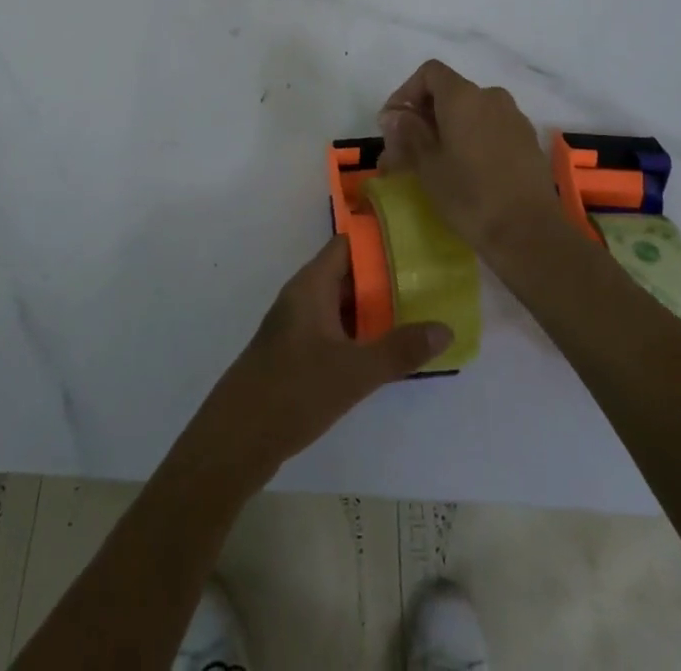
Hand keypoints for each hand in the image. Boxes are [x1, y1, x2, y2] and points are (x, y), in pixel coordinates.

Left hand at [179, 236, 449, 491]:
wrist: (236, 439)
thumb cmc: (293, 390)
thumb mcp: (354, 371)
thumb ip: (399, 350)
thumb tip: (445, 328)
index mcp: (311, 285)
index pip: (347, 245)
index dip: (379, 240)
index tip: (416, 242)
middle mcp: (303, 298)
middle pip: (348, 275)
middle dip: (385, 278)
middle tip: (428, 283)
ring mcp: (297, 327)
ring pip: (341, 307)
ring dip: (374, 311)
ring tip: (418, 315)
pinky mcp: (295, 355)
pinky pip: (334, 332)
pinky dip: (359, 335)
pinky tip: (385, 353)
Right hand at [378, 59, 557, 248]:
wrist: (528, 232)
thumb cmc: (469, 194)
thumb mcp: (427, 164)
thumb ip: (408, 132)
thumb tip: (395, 115)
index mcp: (463, 96)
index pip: (429, 73)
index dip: (406, 92)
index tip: (393, 123)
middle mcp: (490, 97)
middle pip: (449, 93)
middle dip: (423, 117)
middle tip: (404, 150)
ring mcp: (513, 118)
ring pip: (470, 112)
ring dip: (447, 129)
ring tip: (431, 162)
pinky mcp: (527, 141)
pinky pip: (490, 128)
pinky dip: (471, 139)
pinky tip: (464, 170)